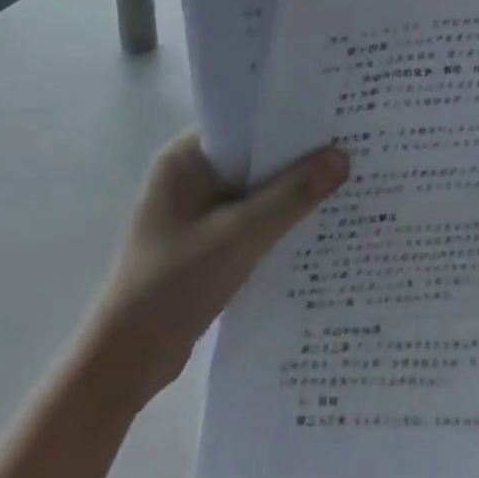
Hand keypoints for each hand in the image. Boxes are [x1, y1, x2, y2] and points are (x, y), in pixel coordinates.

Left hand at [82, 133, 348, 411]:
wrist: (126, 362)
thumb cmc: (174, 285)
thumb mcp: (239, 236)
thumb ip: (291, 196)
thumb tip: (342, 157)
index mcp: (185, 158)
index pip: (245, 122)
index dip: (289, 117)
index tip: (334, 115)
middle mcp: (190, 175)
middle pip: (253, 155)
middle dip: (297, 155)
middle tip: (352, 146)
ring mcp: (196, 209)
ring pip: (255, 188)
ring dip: (290, 190)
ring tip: (345, 181)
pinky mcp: (206, 240)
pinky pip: (250, 216)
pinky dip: (277, 219)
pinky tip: (316, 224)